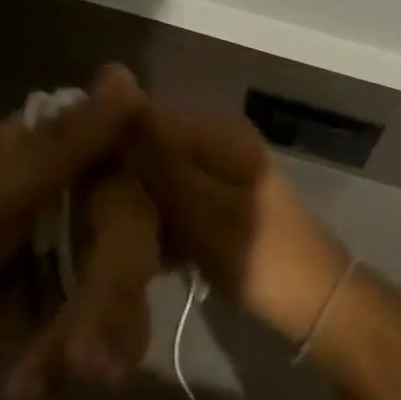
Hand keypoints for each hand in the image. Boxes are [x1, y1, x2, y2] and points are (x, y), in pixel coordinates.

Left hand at [0, 64, 146, 378]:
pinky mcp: (84, 292)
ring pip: (132, 273)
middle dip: (114, 289)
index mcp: (61, 142)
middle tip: (91, 354)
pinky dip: (88, 348)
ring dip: (104, 329)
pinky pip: (116, 313)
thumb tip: (130, 77)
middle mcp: (84, 182)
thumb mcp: (2, 188)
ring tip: (75, 375)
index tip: (173, 234)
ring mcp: (87, 239)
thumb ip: (70, 142)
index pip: (138, 145)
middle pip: (137, 221)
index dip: (163, 185)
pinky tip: (44, 379)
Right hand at [127, 110, 352, 344]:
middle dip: (124, 184)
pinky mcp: (219, 202)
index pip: (143, 119)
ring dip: (140, 209)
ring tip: (123, 244)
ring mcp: (219, 172)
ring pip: (159, 180)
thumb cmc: (257, 254)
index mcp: (216, 131)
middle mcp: (216, 141)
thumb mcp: (198, 207)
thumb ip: (155, 158)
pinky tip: (152, 254)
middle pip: (149, 150)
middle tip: (104, 226)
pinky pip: (176, 201)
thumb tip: (115, 95)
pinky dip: (162, 224)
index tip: (85, 190)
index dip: (110, 149)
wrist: (316, 304)